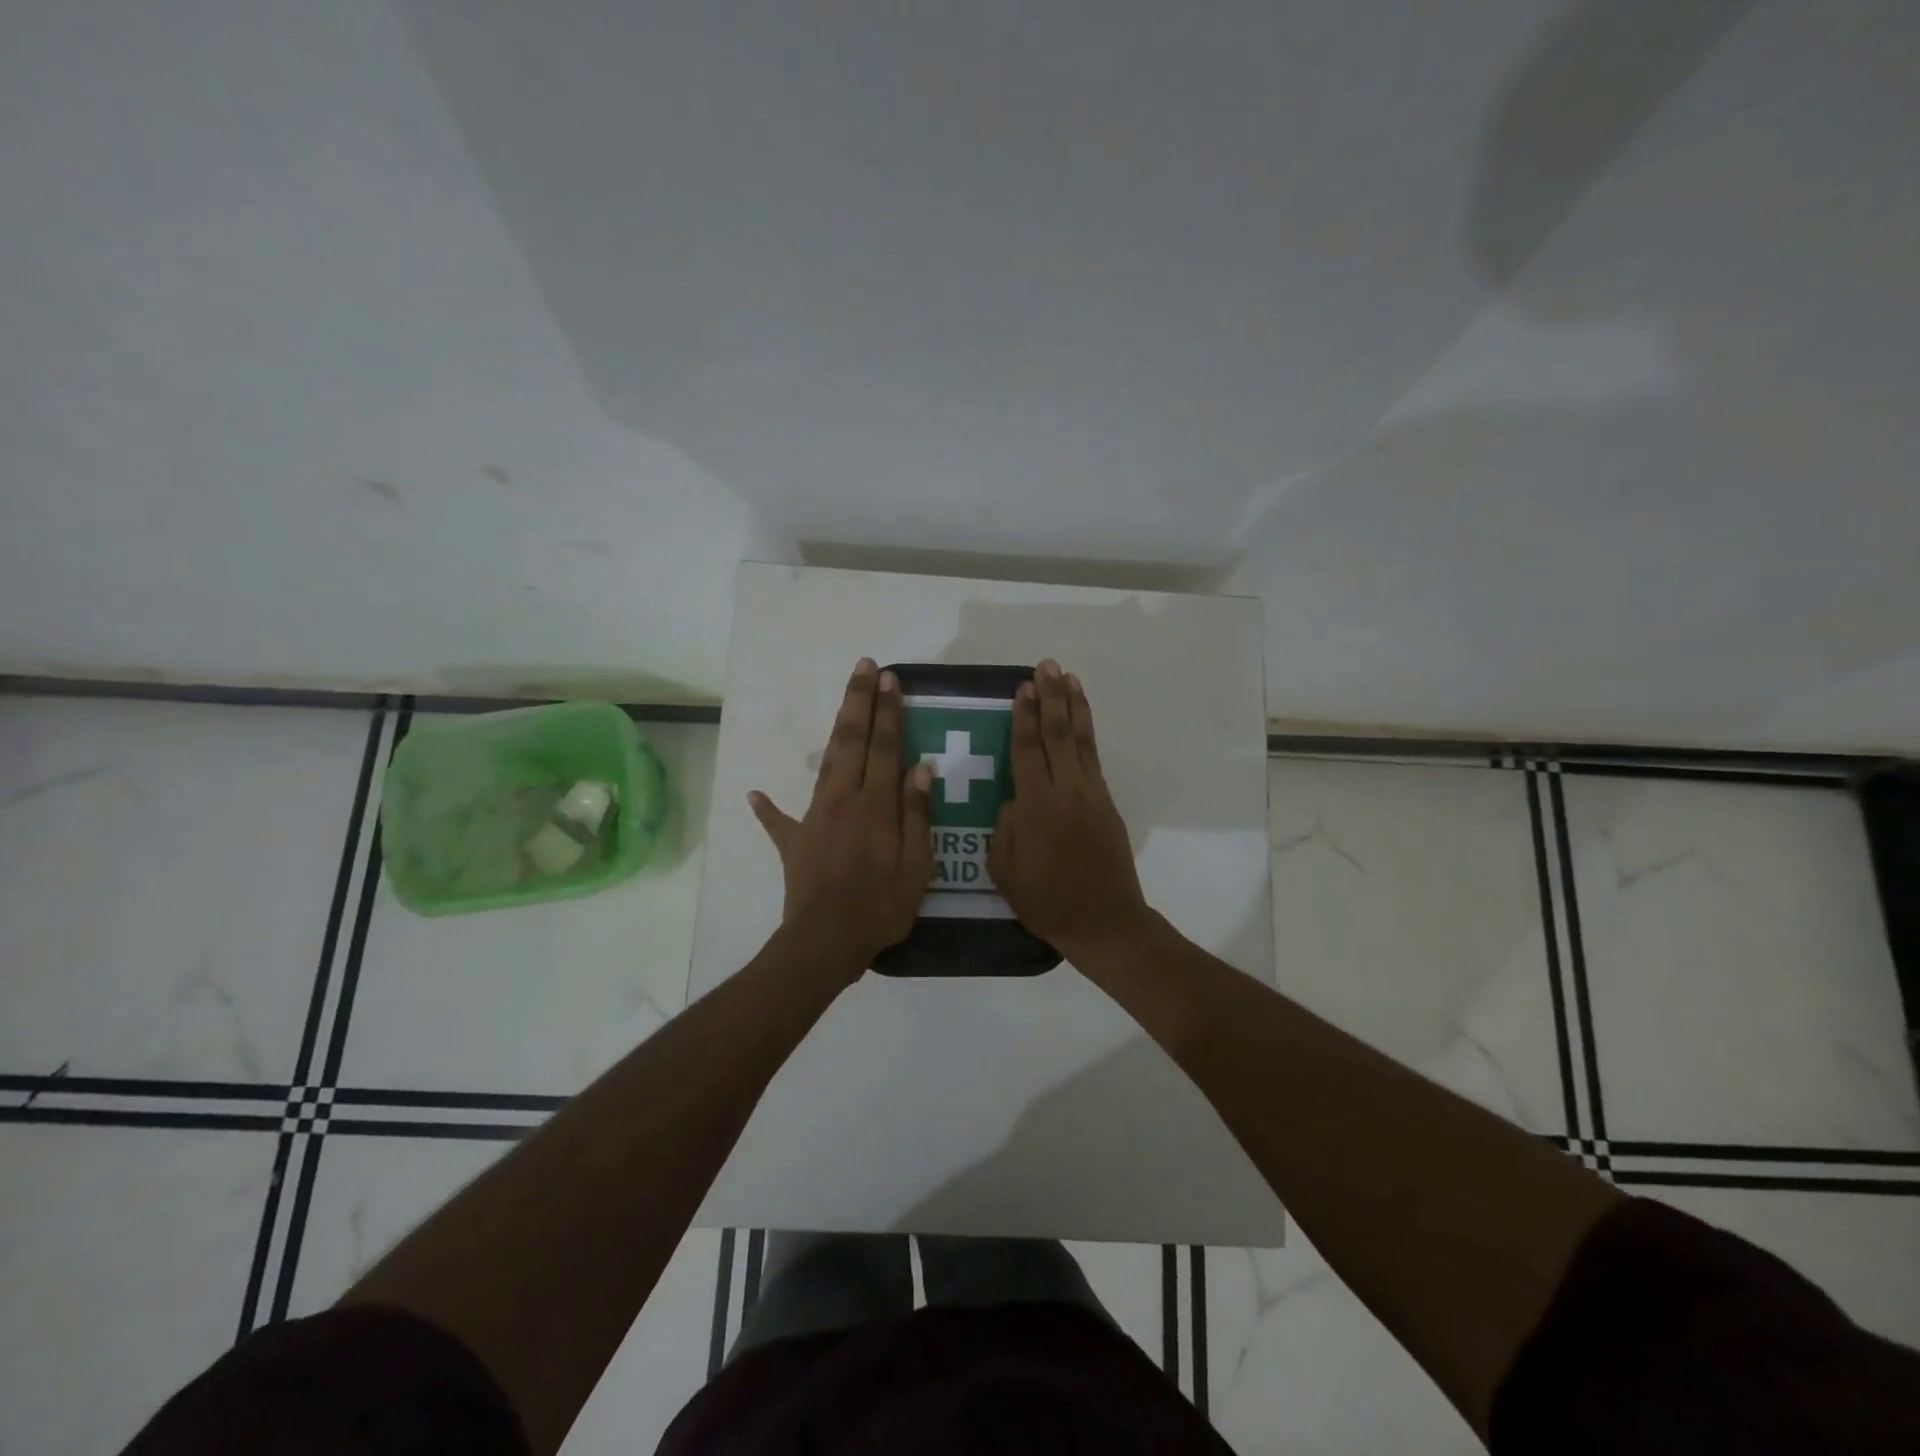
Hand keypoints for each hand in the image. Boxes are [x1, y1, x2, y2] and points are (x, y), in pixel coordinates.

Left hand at [749, 659, 934, 975]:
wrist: (826, 941)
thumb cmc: (881, 905)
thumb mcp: (915, 866)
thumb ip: (917, 815)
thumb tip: (920, 769)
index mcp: (875, 805)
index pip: (885, 747)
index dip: (889, 712)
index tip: (891, 680)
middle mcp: (842, 799)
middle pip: (852, 741)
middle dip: (859, 702)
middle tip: (865, 667)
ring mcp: (814, 818)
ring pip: (826, 764)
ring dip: (836, 730)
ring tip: (845, 703)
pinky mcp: (794, 841)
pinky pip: (779, 821)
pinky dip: (767, 807)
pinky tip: (756, 794)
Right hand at [988, 659, 1151, 957]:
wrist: (1104, 921)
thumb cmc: (1046, 901)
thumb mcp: (1005, 870)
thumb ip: (1005, 827)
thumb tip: (1013, 797)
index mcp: (1037, 807)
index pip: (1027, 750)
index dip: (1023, 717)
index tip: (1022, 688)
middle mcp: (1067, 791)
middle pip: (1058, 734)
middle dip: (1051, 697)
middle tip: (1047, 666)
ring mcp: (1091, 795)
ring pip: (1082, 740)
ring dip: (1074, 706)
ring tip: (1068, 678)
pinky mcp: (1107, 803)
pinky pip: (1093, 758)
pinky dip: (1088, 733)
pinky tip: (1082, 719)